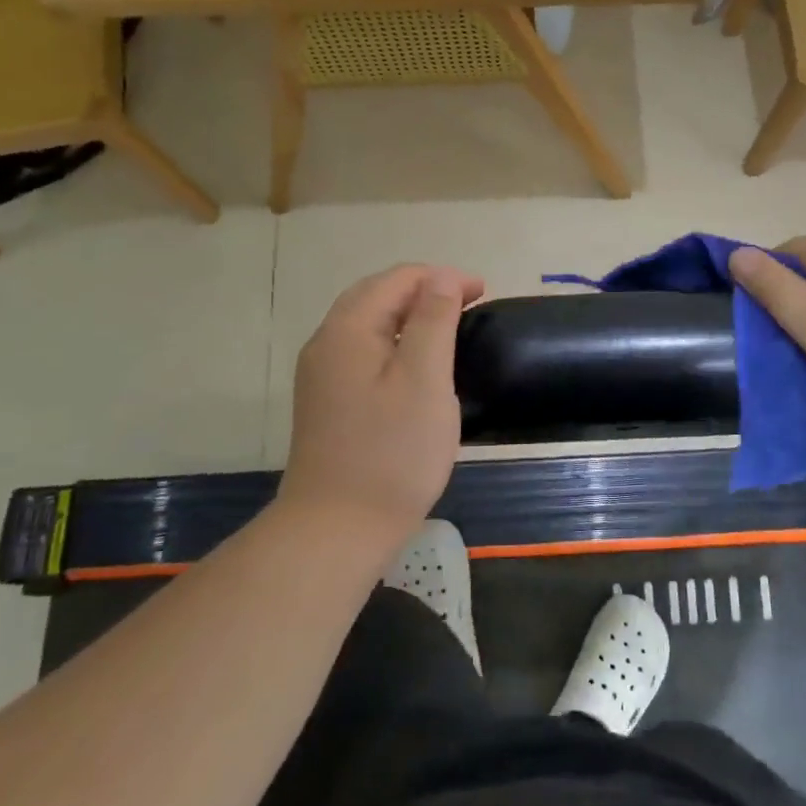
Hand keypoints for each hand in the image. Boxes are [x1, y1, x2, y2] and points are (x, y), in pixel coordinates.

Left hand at [279, 264, 485, 543]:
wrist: (337, 530)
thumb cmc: (392, 453)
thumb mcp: (424, 380)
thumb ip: (432, 320)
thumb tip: (439, 276)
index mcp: (348, 330)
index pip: (397, 279)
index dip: (442, 278)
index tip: (484, 293)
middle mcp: (326, 343)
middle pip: (377, 295)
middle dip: (425, 290)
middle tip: (469, 303)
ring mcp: (322, 375)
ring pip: (368, 323)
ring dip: (409, 315)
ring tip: (449, 326)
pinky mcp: (327, 401)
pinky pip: (363, 351)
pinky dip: (394, 341)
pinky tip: (416, 363)